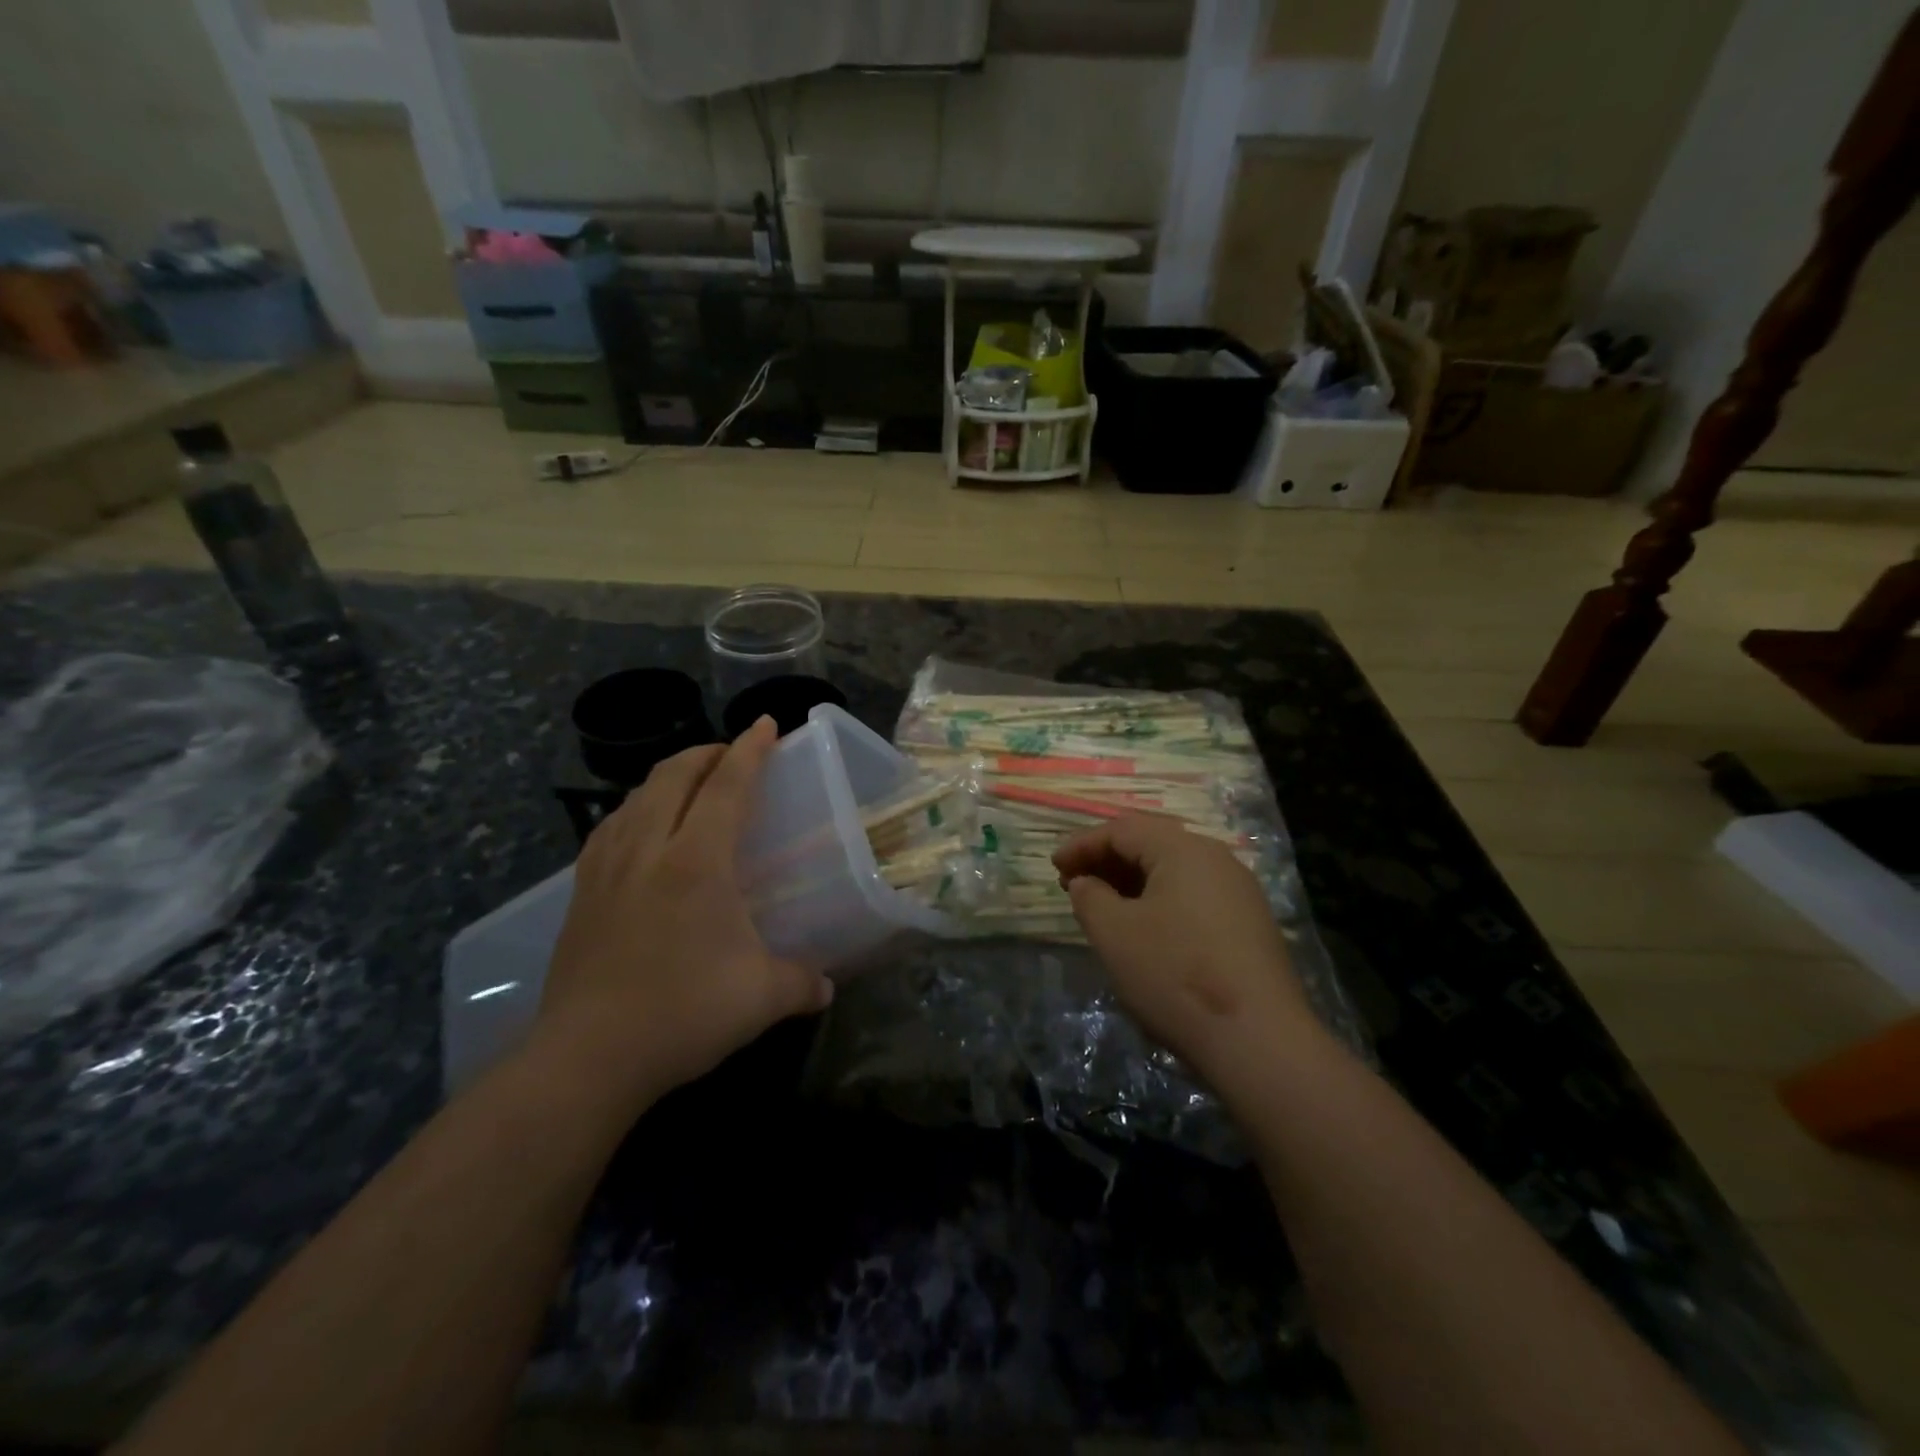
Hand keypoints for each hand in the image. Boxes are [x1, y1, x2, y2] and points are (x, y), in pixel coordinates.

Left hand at [537, 718, 833, 1115]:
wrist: (586, 1057)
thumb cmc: (683, 1013)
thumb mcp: (761, 998)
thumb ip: (802, 983)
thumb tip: (826, 986)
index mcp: (697, 862)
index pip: (727, 786)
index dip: (750, 750)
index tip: (766, 724)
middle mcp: (649, 850)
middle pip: (673, 777)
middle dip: (705, 753)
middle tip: (731, 754)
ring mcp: (607, 869)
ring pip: (635, 797)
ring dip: (667, 778)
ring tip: (689, 785)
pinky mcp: (580, 893)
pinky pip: (609, 828)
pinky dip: (633, 810)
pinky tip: (639, 829)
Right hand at [1054, 814, 1318, 1087]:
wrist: (1259, 1040)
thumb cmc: (1174, 974)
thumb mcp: (1114, 934)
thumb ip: (1090, 897)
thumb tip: (1086, 883)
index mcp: (1183, 849)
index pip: (1123, 829)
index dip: (1083, 845)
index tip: (1054, 867)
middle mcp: (1216, 859)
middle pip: (1151, 844)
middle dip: (1107, 861)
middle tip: (1073, 884)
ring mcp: (1238, 892)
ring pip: (1173, 871)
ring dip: (1131, 882)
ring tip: (1102, 907)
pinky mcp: (1249, 925)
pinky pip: (1193, 896)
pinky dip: (1159, 901)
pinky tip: (1143, 930)